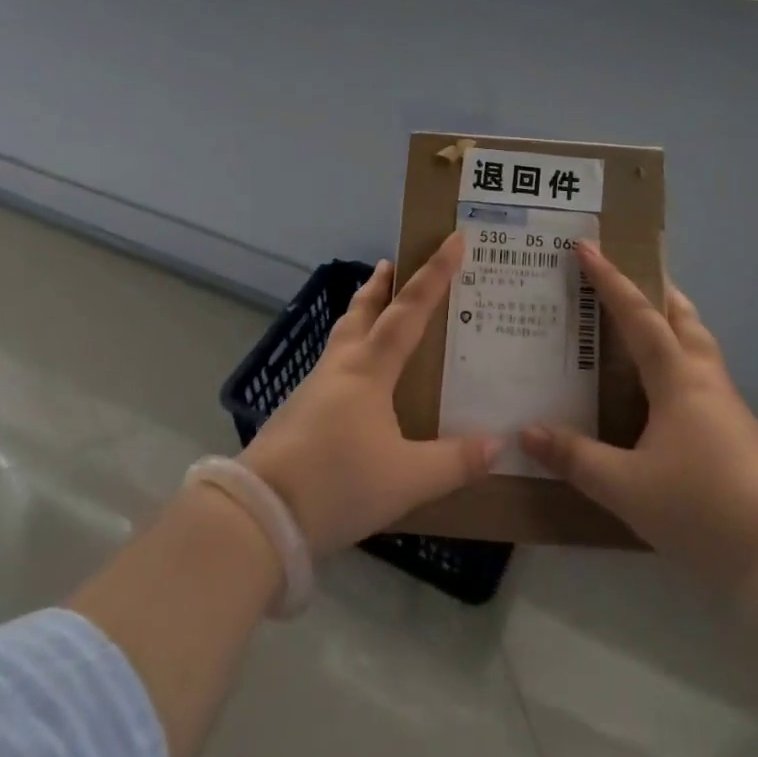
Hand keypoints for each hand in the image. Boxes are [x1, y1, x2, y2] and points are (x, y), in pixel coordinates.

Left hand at [241, 235, 499, 555]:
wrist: (258, 517)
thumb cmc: (337, 484)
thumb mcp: (407, 479)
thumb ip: (455, 463)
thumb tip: (499, 446)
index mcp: (369, 370)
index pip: (409, 310)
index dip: (435, 274)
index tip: (453, 239)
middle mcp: (340, 368)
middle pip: (361, 312)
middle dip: (379, 286)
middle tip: (392, 262)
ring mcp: (313, 389)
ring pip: (341, 337)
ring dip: (360, 315)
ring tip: (374, 311)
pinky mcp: (297, 414)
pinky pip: (331, 367)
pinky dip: (349, 354)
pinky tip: (356, 381)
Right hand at [521, 243, 757, 592]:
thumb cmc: (702, 509)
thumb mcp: (625, 487)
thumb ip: (575, 458)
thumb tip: (526, 431)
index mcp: (679, 379)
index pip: (640, 316)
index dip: (611, 280)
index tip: (588, 247)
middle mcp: (706, 381)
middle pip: (683, 318)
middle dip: (655, 291)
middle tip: (626, 277)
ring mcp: (728, 408)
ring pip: (699, 347)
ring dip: (672, 324)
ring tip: (642, 328)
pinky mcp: (739, 434)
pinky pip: (702, 377)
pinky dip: (679, 362)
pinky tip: (661, 393)